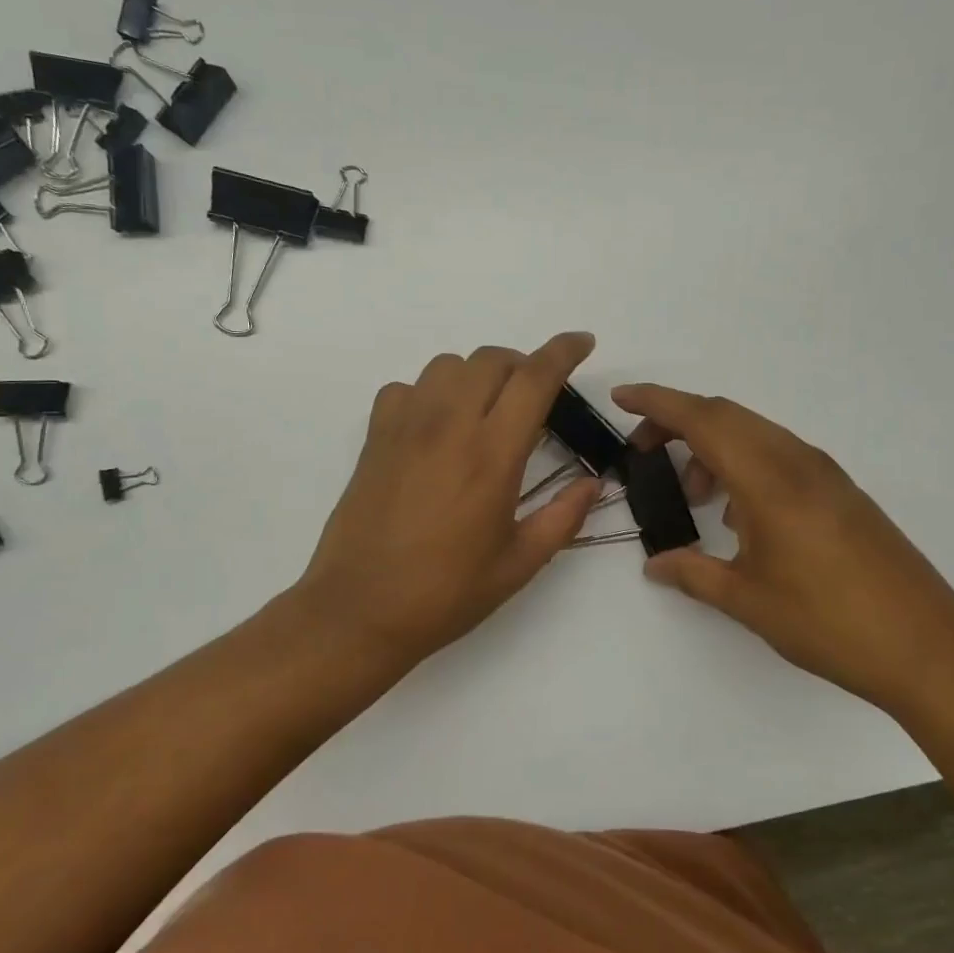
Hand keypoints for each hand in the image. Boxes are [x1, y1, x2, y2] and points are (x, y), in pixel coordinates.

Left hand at [296, 334, 604, 671]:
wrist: (360, 610)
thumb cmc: (446, 593)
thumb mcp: (518, 564)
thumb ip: (563, 518)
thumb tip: (593, 484)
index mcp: (492, 455)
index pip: (534, 378)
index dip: (563, 351)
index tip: (582, 343)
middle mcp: (449, 426)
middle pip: (490, 359)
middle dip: (521, 365)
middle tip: (533, 396)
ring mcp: (405, 428)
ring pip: (446, 366)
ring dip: (475, 376)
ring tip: (484, 410)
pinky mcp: (374, 439)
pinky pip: (404, 389)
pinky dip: (428, 393)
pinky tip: (434, 427)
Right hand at [613, 383, 953, 716]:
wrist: (927, 647)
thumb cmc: (828, 622)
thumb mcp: (746, 600)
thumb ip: (693, 573)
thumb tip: (655, 564)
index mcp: (769, 479)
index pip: (703, 419)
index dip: (656, 402)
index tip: (620, 398)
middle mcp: (798, 462)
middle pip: (727, 416)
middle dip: (677, 421)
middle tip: (643, 450)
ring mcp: (825, 475)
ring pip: (755, 434)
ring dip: (714, 447)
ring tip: (693, 494)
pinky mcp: (841, 493)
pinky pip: (779, 456)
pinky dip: (744, 464)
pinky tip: (739, 515)